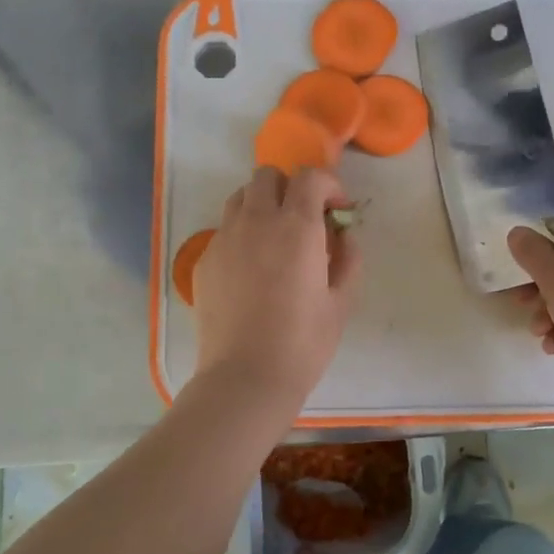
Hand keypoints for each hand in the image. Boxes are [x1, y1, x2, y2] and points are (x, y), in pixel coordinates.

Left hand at [192, 167, 360, 400]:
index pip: (309, 177)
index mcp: (297, 228)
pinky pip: (224, 230)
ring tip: (274, 239)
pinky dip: (241, 234)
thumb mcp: (341, 302)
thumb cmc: (303, 343)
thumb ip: (349, 259)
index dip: (327, 185)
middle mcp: (257, 221)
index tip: (336, 210)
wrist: (245, 377)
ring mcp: (224, 239)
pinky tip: (251, 270)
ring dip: (261, 205)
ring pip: (240, 197)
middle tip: (303, 221)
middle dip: (289, 188)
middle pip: (267, 176)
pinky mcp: (204, 260)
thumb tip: (344, 236)